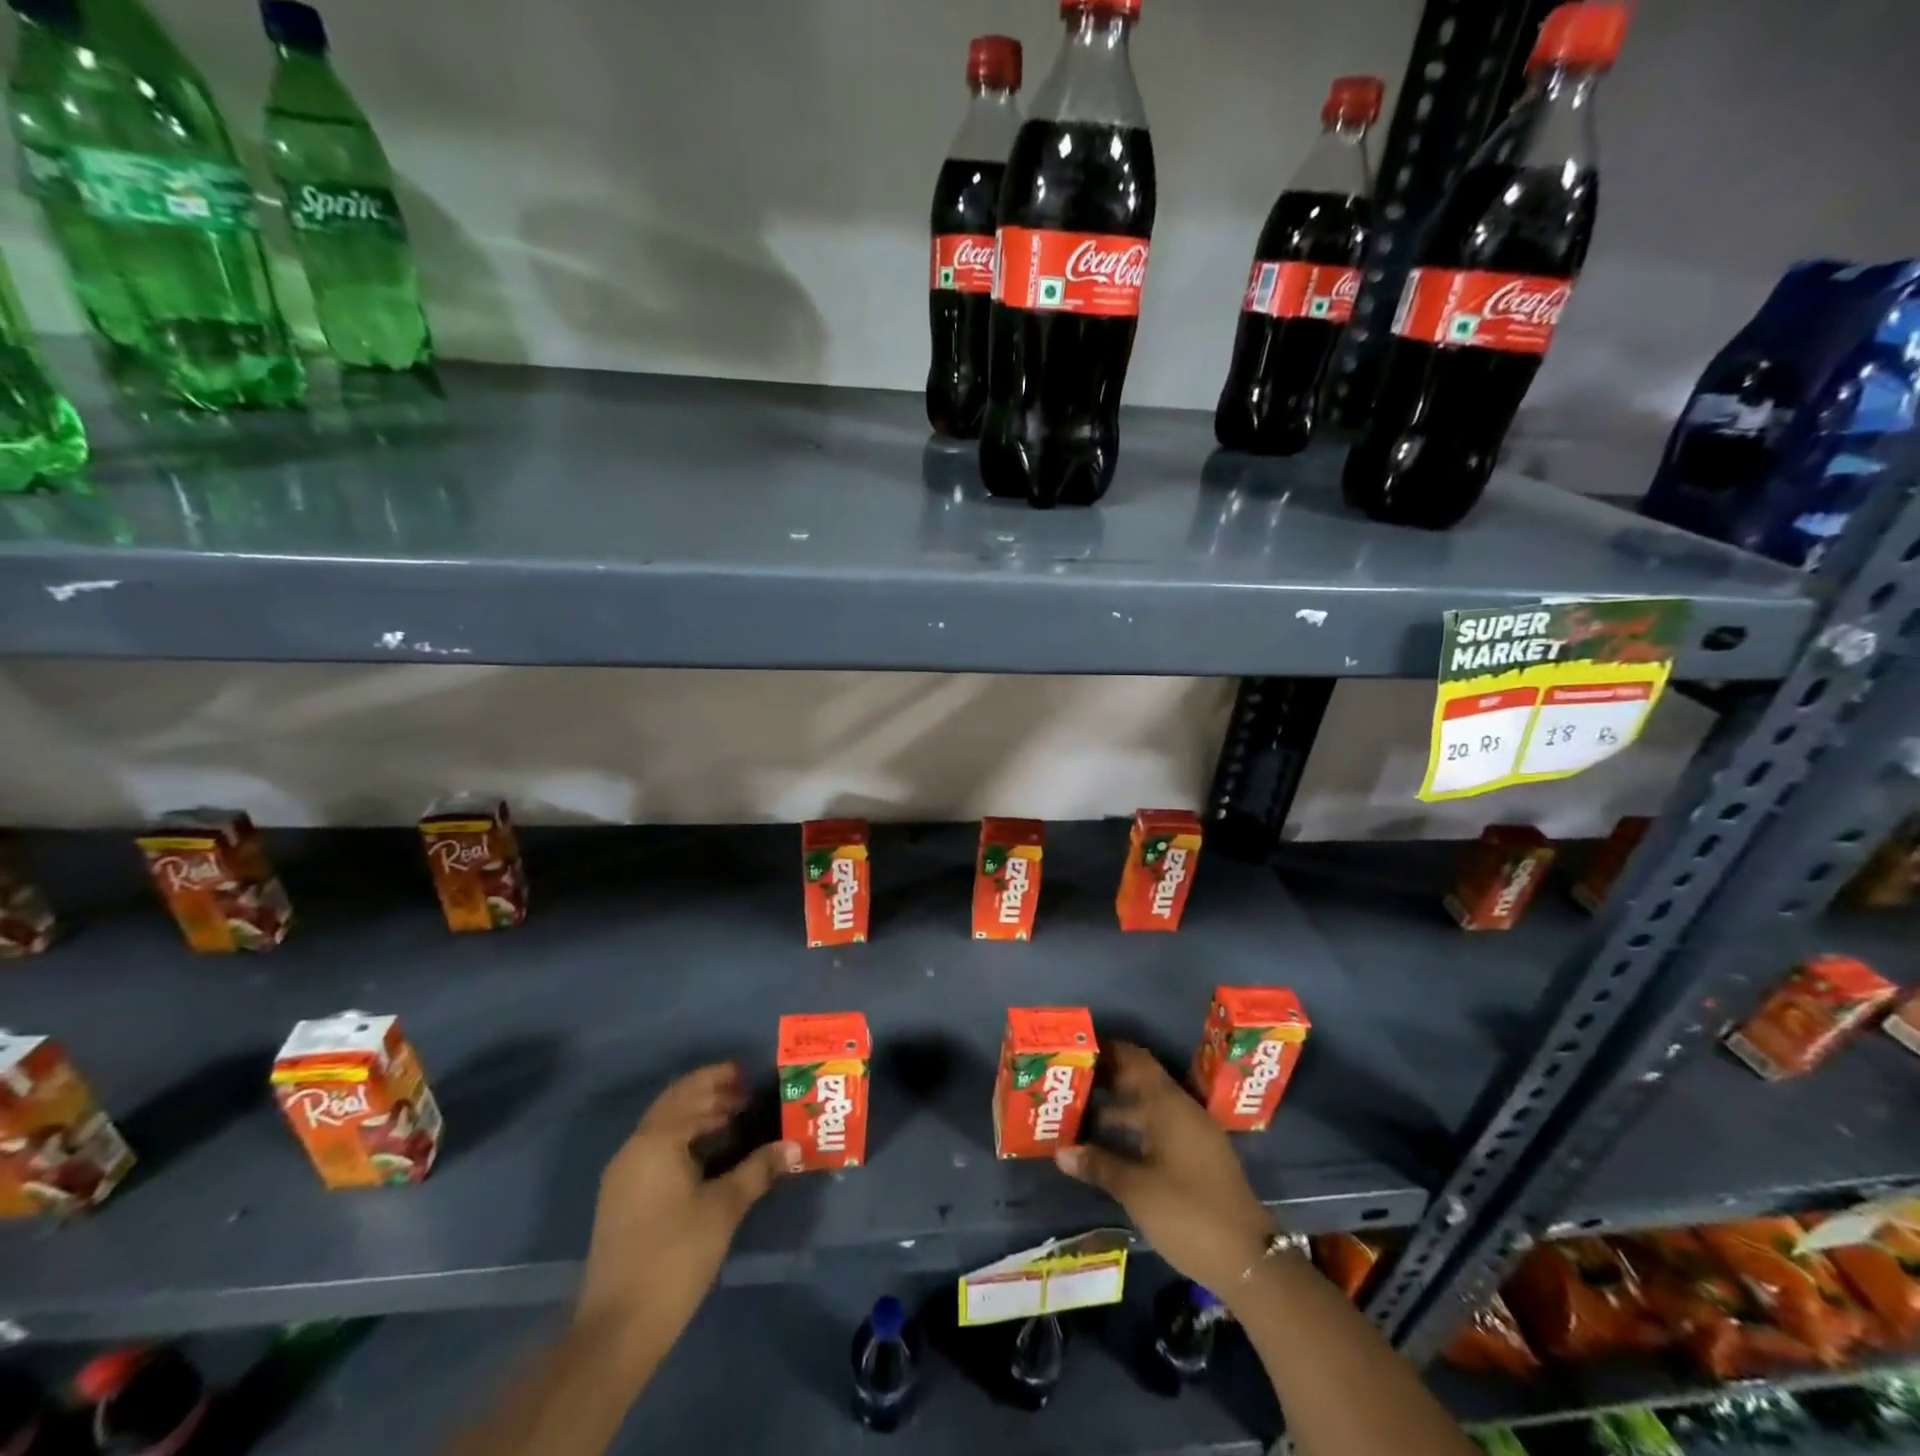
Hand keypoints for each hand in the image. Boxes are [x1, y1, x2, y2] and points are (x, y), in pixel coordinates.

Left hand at [575, 1063, 799, 1357]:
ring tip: (733, 1120)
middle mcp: (634, 1148)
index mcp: (656, 1140)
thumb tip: (793, 1146)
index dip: (720, 1080)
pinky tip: (708, 1155)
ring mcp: (623, 1175)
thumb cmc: (675, 1255)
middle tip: (744, 1093)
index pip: (691, 1092)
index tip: (749, 1076)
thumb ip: (758, 1169)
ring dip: (695, 1116)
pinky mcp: (621, 1199)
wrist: (617, 1328)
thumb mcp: (724, 1208)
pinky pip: (655, 1149)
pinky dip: (683, 1139)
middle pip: (674, 1104)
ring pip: (663, 1127)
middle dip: (708, 1093)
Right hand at [1055, 1041, 1275, 1298]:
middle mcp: (1182, 1110)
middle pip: (1141, 1081)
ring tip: (1080, 1115)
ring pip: (1149, 1108)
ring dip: (1118, 1109)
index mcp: (1167, 1105)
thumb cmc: (1188, 1213)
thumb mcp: (1136, 1189)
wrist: (1250, 1262)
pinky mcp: (1198, 1158)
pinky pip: (1159, 1129)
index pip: (1135, 1059)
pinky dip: (1134, 1130)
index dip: (1108, 1050)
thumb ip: (1098, 1165)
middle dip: (1107, 1080)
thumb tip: (1060, 1151)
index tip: (1078, 1051)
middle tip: (1071, 1082)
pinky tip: (1111, 1147)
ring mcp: (1193, 1135)